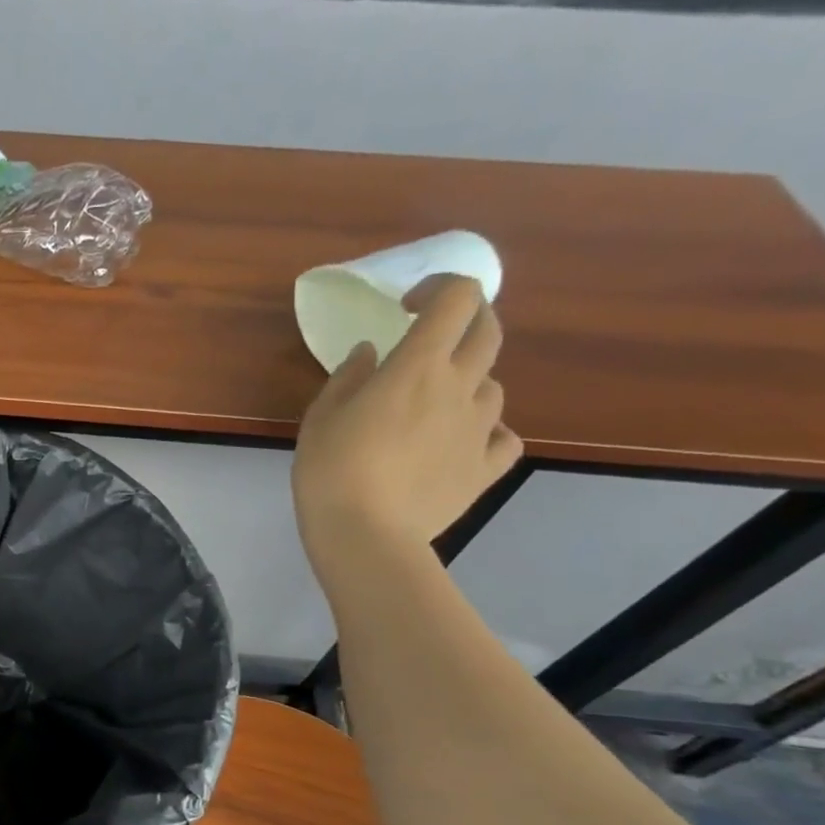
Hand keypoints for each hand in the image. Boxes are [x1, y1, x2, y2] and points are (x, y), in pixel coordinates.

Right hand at [292, 274, 521, 572]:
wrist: (365, 535)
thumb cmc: (331, 469)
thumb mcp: (321, 416)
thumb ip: (349, 377)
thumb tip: (372, 353)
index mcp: (418, 366)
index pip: (456, 298)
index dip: (438, 289)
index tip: (406, 307)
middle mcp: (460, 387)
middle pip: (488, 331)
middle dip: (465, 321)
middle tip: (431, 339)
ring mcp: (479, 429)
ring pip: (493, 385)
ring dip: (468, 382)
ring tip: (432, 406)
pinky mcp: (485, 468)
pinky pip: (503, 438)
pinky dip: (487, 432)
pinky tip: (462, 442)